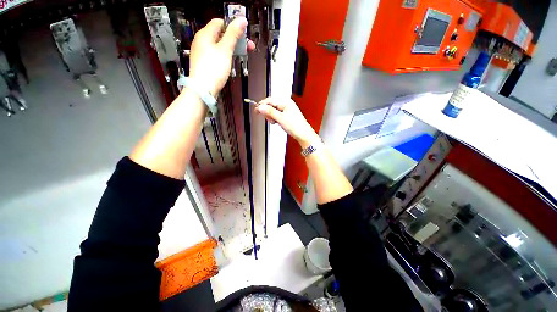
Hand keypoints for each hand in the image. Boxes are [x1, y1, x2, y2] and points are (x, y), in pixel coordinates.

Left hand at [189, 18, 254, 94]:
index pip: (220, 22)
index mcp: (205, 34)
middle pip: (221, 35)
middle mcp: (202, 41)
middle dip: (236, 39)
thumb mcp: (225, 50)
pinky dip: (225, 56)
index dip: (233, 26)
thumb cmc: (214, 68)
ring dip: (232, 48)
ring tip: (242, 55)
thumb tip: (241, 19)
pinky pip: (216, 55)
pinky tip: (231, 62)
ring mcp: (202, 53)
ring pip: (219, 46)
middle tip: (249, 48)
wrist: (203, 90)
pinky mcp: (204, 64)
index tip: (244, 34)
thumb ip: (233, 34)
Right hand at [254, 97, 319, 147]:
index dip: (262, 105)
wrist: (303, 134)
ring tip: (274, 122)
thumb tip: (260, 107)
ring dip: (271, 116)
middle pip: (271, 104)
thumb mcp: (280, 118)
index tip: (256, 110)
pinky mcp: (287, 115)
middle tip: (267, 118)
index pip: (270, 100)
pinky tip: (276, 122)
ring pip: (274, 110)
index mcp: (285, 102)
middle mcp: (286, 104)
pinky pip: (277, 114)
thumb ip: (270, 112)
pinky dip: (275, 118)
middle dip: (267, 111)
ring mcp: (287, 109)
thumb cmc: (296, 126)